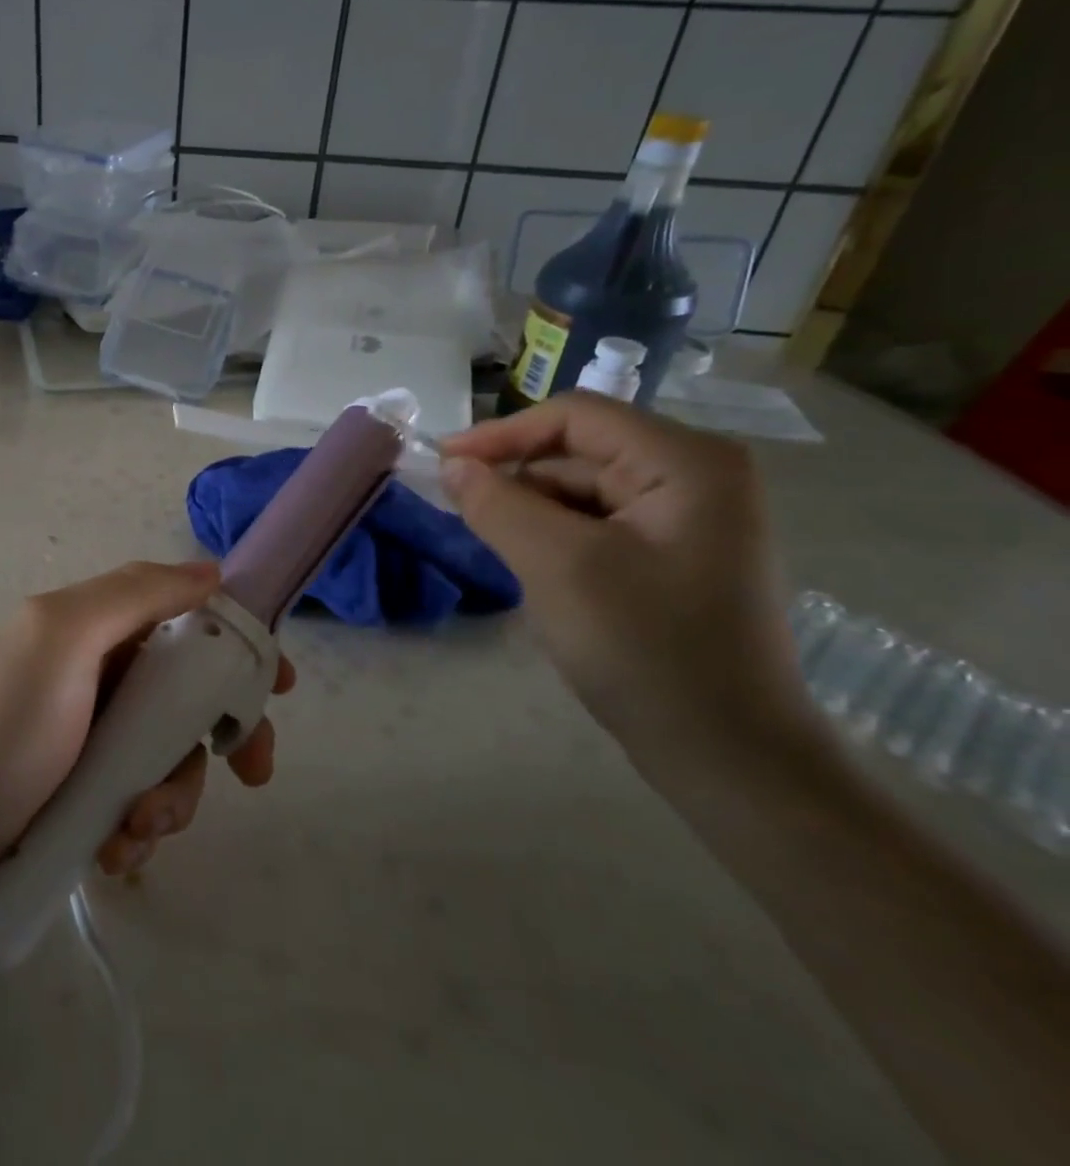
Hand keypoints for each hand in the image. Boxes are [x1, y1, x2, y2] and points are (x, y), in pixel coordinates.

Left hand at [0, 561, 293, 892]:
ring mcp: (94, 741)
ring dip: (171, 796)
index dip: (237, 648)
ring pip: (171, 759)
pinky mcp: (84, 797)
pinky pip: (140, 804)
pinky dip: (139, 828)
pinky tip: (114, 851)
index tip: (276, 687)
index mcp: (101, 629)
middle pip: (191, 699)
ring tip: (135, 826)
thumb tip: (211, 571)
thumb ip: (136, 594)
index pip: (189, 623)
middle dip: (220, 737)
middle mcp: (103, 677)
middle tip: (250, 773)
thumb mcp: (64, 636)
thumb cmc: (2, 723)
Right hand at [438, 393, 812, 767]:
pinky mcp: (677, 556)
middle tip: (465, 516)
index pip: (575, 416)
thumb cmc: (646, 649)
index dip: (501, 434)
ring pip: (584, 491)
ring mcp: (691, 519)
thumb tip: (453, 465)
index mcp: (686, 463)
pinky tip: (539, 573)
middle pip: (580, 453)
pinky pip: (599, 525)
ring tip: (504, 553)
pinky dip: (557, 539)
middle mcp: (697, 476)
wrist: (728, 755)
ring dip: (534, 514)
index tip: (443, 463)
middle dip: (518, 481)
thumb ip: (497, 504)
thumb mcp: (557, 566)